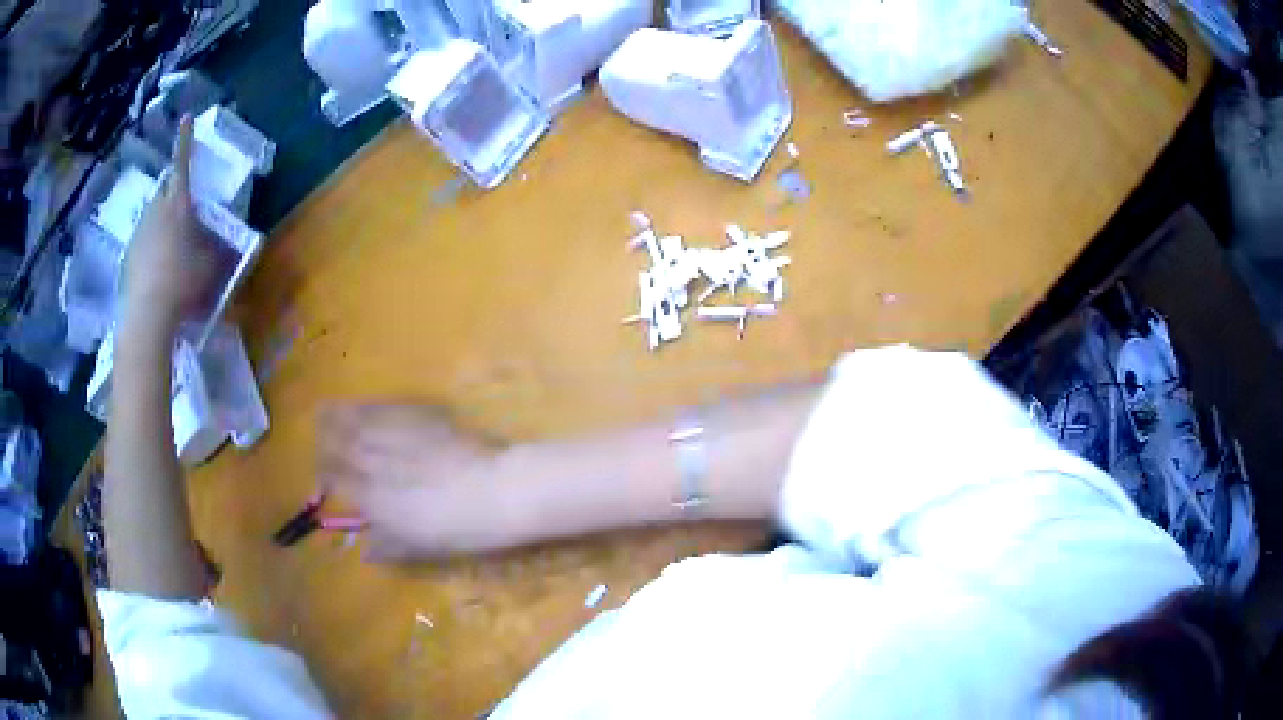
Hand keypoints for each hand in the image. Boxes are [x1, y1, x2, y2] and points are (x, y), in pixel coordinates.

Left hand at [121, 116, 218, 336]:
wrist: (146, 317)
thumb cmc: (183, 282)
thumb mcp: (211, 265)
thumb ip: (217, 248)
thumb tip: (225, 244)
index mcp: (178, 204)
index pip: (182, 163)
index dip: (185, 139)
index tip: (186, 117)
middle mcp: (155, 211)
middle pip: (164, 190)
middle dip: (173, 191)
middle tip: (183, 207)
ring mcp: (138, 234)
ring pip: (151, 217)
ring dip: (161, 222)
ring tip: (171, 247)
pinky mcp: (127, 257)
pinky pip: (142, 243)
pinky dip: (150, 248)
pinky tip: (157, 271)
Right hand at [317, 405, 501, 559]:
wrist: (498, 492)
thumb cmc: (461, 529)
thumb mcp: (423, 547)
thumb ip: (390, 546)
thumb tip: (367, 551)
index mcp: (377, 500)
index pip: (340, 482)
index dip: (327, 474)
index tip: (321, 471)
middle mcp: (379, 466)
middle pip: (344, 448)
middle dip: (327, 440)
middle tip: (317, 431)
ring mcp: (399, 440)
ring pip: (360, 425)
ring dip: (340, 417)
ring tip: (326, 409)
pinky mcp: (420, 422)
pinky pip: (387, 413)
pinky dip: (370, 409)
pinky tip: (365, 406)